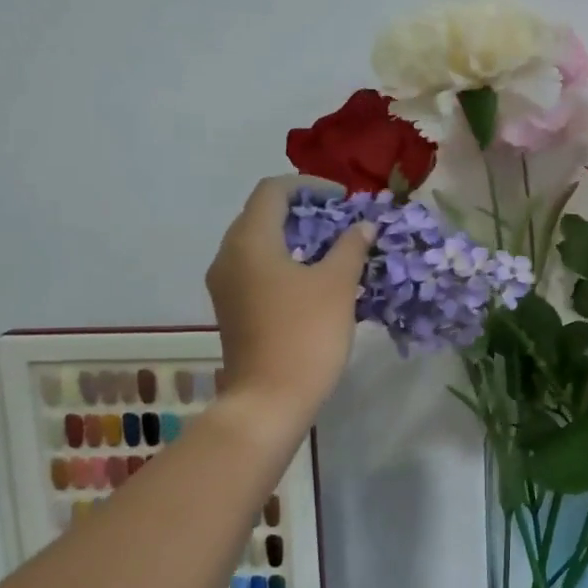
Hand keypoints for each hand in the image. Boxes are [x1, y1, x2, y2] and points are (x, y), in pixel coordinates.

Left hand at [206, 177, 373, 419]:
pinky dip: (285, 263)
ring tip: (334, 250)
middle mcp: (228, 255)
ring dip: (296, 239)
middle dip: (304, 212)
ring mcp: (226, 285)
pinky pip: (257, 270)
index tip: (343, 199)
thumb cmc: (305, 335)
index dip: (310, 186)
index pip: (273, 190)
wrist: (269, 401)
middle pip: (263, 215)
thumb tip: (362, 226)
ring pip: (260, 244)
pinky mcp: (232, 309)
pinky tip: (314, 281)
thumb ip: (350, 247)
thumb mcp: (336, 285)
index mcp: (249, 240)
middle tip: (342, 223)